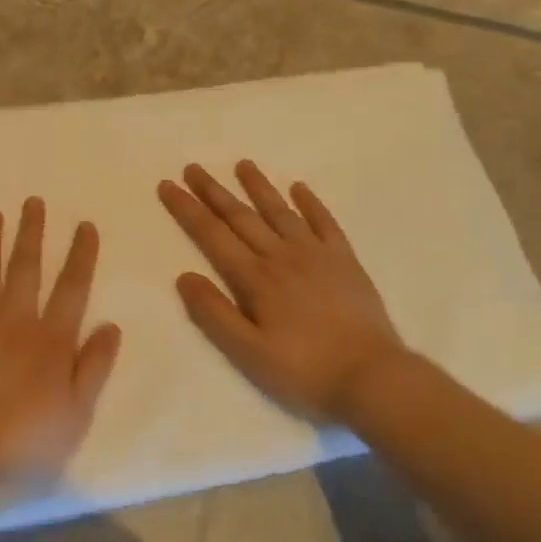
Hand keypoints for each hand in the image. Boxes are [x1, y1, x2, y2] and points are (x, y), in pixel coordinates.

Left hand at [0, 198, 121, 489]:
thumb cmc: (30, 444)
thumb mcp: (78, 412)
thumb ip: (94, 366)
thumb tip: (110, 324)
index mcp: (52, 340)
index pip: (72, 287)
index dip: (81, 254)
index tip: (85, 225)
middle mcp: (15, 322)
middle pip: (26, 268)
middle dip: (31, 233)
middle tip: (33, 201)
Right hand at [159, 160, 413, 421]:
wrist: (372, 377)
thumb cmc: (304, 371)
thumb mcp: (248, 353)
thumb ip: (214, 313)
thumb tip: (184, 276)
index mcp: (255, 279)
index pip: (212, 235)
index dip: (188, 209)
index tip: (168, 185)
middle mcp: (282, 256)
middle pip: (241, 216)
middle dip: (214, 191)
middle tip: (193, 167)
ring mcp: (317, 255)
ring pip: (280, 212)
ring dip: (259, 187)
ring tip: (243, 164)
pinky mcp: (345, 261)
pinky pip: (325, 222)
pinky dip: (311, 203)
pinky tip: (299, 188)